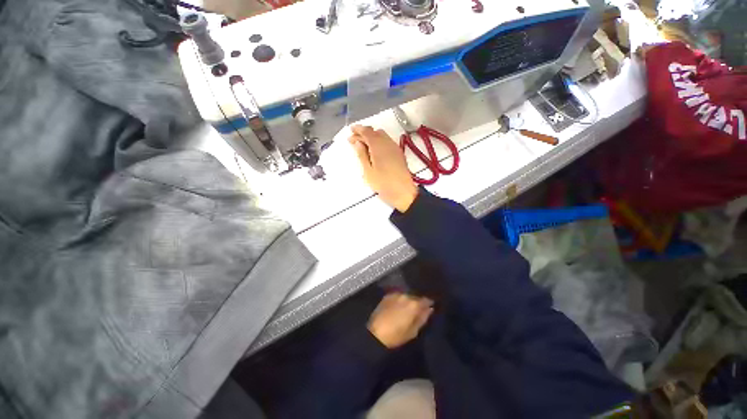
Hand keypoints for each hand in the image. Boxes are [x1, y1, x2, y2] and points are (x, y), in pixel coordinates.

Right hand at [349, 125, 418, 212]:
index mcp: (378, 146)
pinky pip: (387, 142)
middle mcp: (388, 143)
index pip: (367, 131)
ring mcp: (395, 148)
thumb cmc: (383, 184)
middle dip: (364, 133)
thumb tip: (358, 143)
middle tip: (355, 141)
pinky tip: (375, 151)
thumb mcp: (368, 172)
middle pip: (375, 132)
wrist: (403, 192)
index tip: (350, 131)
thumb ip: (362, 155)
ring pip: (382, 136)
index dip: (358, 129)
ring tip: (364, 147)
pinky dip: (379, 142)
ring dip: (372, 137)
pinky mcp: (399, 153)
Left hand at [367, 292, 433, 348]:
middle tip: (418, 309)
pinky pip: (398, 295)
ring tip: (407, 307)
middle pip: (416, 296)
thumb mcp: (413, 331)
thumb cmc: (396, 336)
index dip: (429, 303)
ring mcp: (396, 294)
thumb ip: (423, 318)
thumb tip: (430, 309)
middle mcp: (406, 296)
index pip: (426, 299)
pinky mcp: (387, 295)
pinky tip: (398, 306)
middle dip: (418, 301)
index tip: (431, 306)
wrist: (375, 332)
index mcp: (414, 305)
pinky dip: (400, 299)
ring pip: (406, 295)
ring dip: (408, 300)